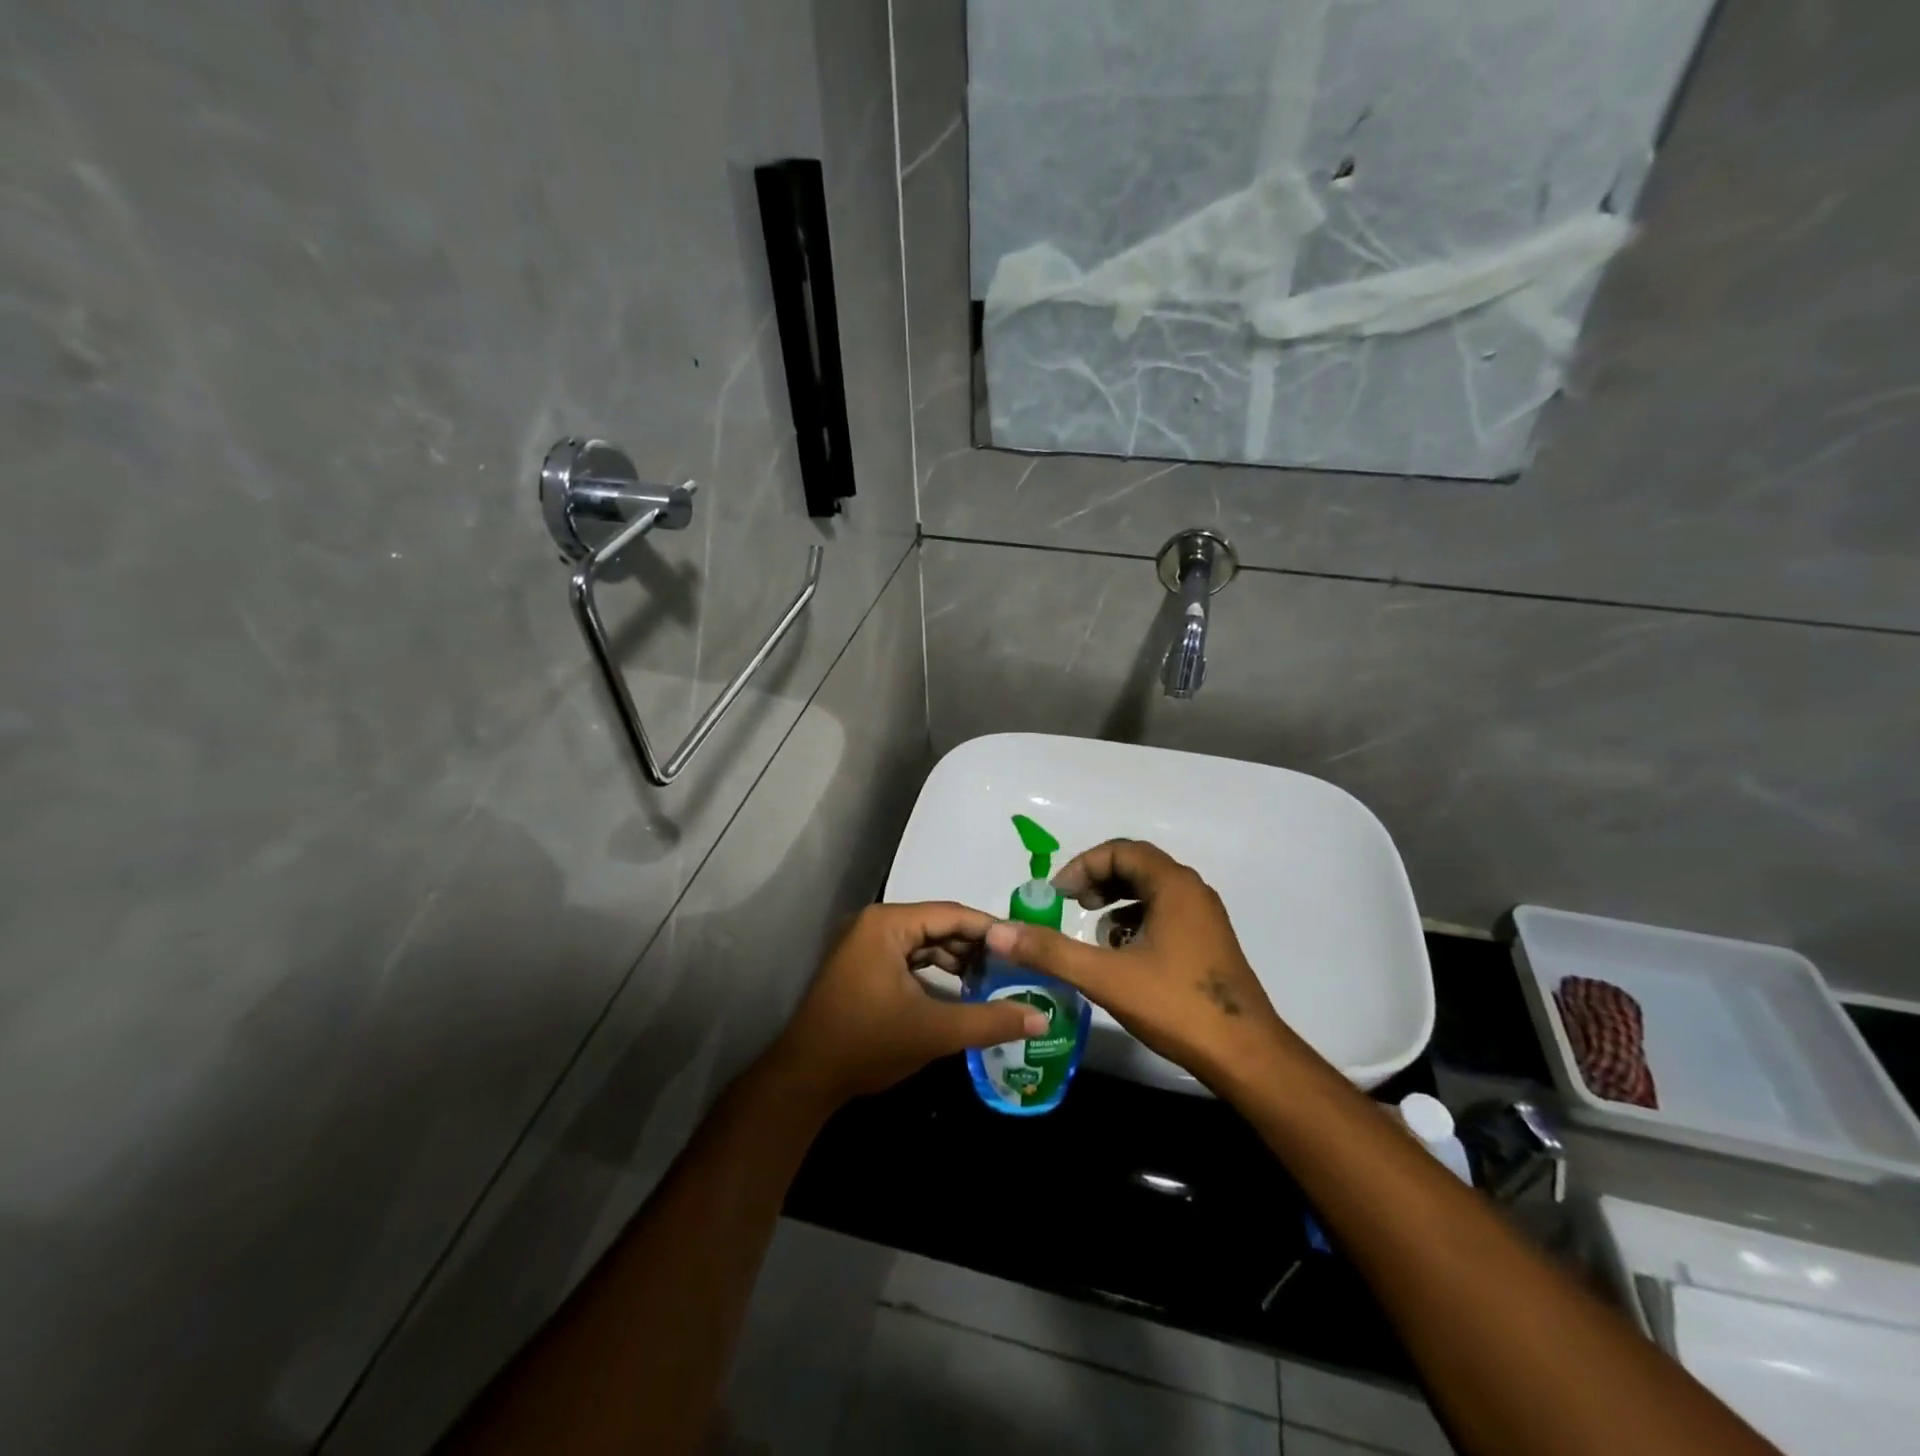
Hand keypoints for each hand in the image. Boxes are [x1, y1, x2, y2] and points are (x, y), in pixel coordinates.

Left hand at [767, 902, 1049, 1109]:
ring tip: (995, 979)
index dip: (991, 929)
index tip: (1026, 946)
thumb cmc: (868, 1043)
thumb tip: (1042, 1016)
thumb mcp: (934, 1031)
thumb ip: (989, 1021)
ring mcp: (867, 944)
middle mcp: (876, 923)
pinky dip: (936, 970)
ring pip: (925, 942)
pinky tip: (962, 989)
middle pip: (939, 925)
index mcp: (888, 924)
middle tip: (1016, 965)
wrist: (806, 1077)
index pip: (952, 914)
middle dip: (977, 946)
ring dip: (958, 959)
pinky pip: (910, 957)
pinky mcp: (864, 965)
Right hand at [983, 840, 1297, 1090]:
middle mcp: (1193, 892)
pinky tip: (1122, 955)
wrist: (1246, 1056)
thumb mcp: (1105, 977)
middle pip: (1137, 866)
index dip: (1083, 865)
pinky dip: (1136, 921)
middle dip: (1098, 880)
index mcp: (1174, 886)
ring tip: (1093, 931)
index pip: (1121, 851)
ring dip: (1116, 901)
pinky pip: (1165, 914)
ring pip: (1152, 891)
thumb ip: (1050, 951)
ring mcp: (1205, 918)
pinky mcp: (1208, 943)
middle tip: (1071, 905)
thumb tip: (998, 931)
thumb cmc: (1176, 1006)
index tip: (1058, 894)